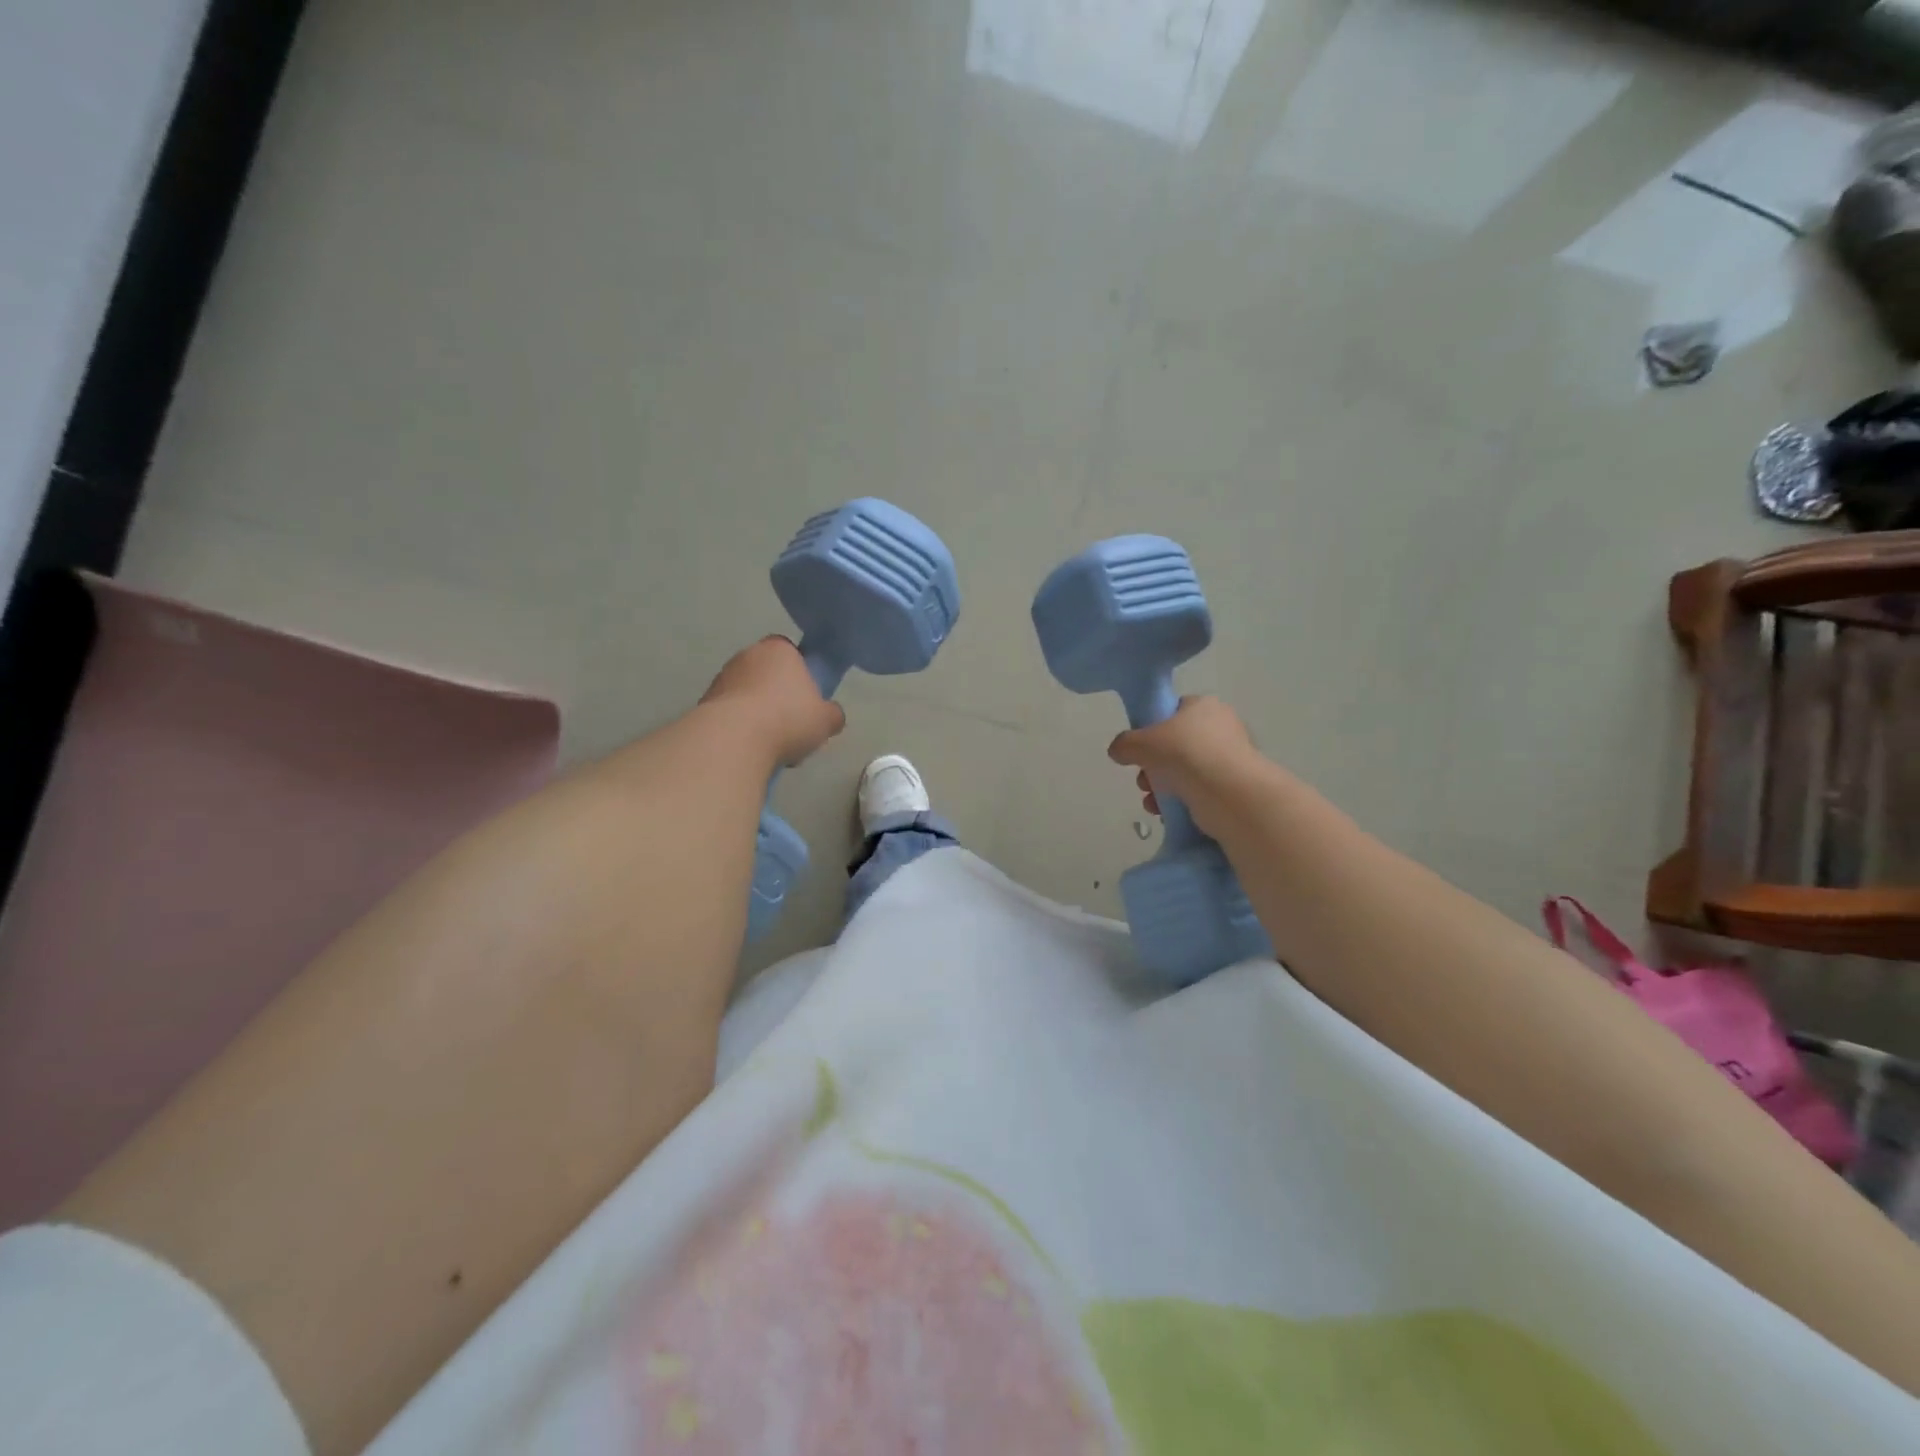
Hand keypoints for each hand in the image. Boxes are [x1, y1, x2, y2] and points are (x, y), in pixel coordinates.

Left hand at [700, 637, 845, 766]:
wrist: (734, 739)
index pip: (791, 653)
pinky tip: (749, 749)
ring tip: (770, 745)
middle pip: (767, 674)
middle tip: (791, 725)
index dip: (800, 675)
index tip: (806, 700)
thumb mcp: (827, 720)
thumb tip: (831, 716)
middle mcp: (747, 655)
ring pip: (747, 694)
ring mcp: (721, 677)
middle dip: (777, 696)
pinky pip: (729, 714)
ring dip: (757, 713)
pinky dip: (739, 728)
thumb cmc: (788, 718)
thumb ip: (832, 714)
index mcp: (779, 648)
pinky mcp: (704, 702)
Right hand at [1107, 696, 1264, 838]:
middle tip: (1143, 780)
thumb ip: (1124, 744)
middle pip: (1176, 745)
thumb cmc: (1185, 755)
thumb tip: (1118, 751)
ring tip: (1152, 802)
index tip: (1140, 749)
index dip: (1152, 729)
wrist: (1229, 794)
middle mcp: (1222, 727)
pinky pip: (1199, 791)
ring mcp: (1230, 758)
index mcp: (1204, 706)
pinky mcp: (1235, 787)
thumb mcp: (1141, 743)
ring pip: (1185, 771)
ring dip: (1162, 787)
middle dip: (1153, 766)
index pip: (1173, 711)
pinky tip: (1167, 813)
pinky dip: (1181, 802)